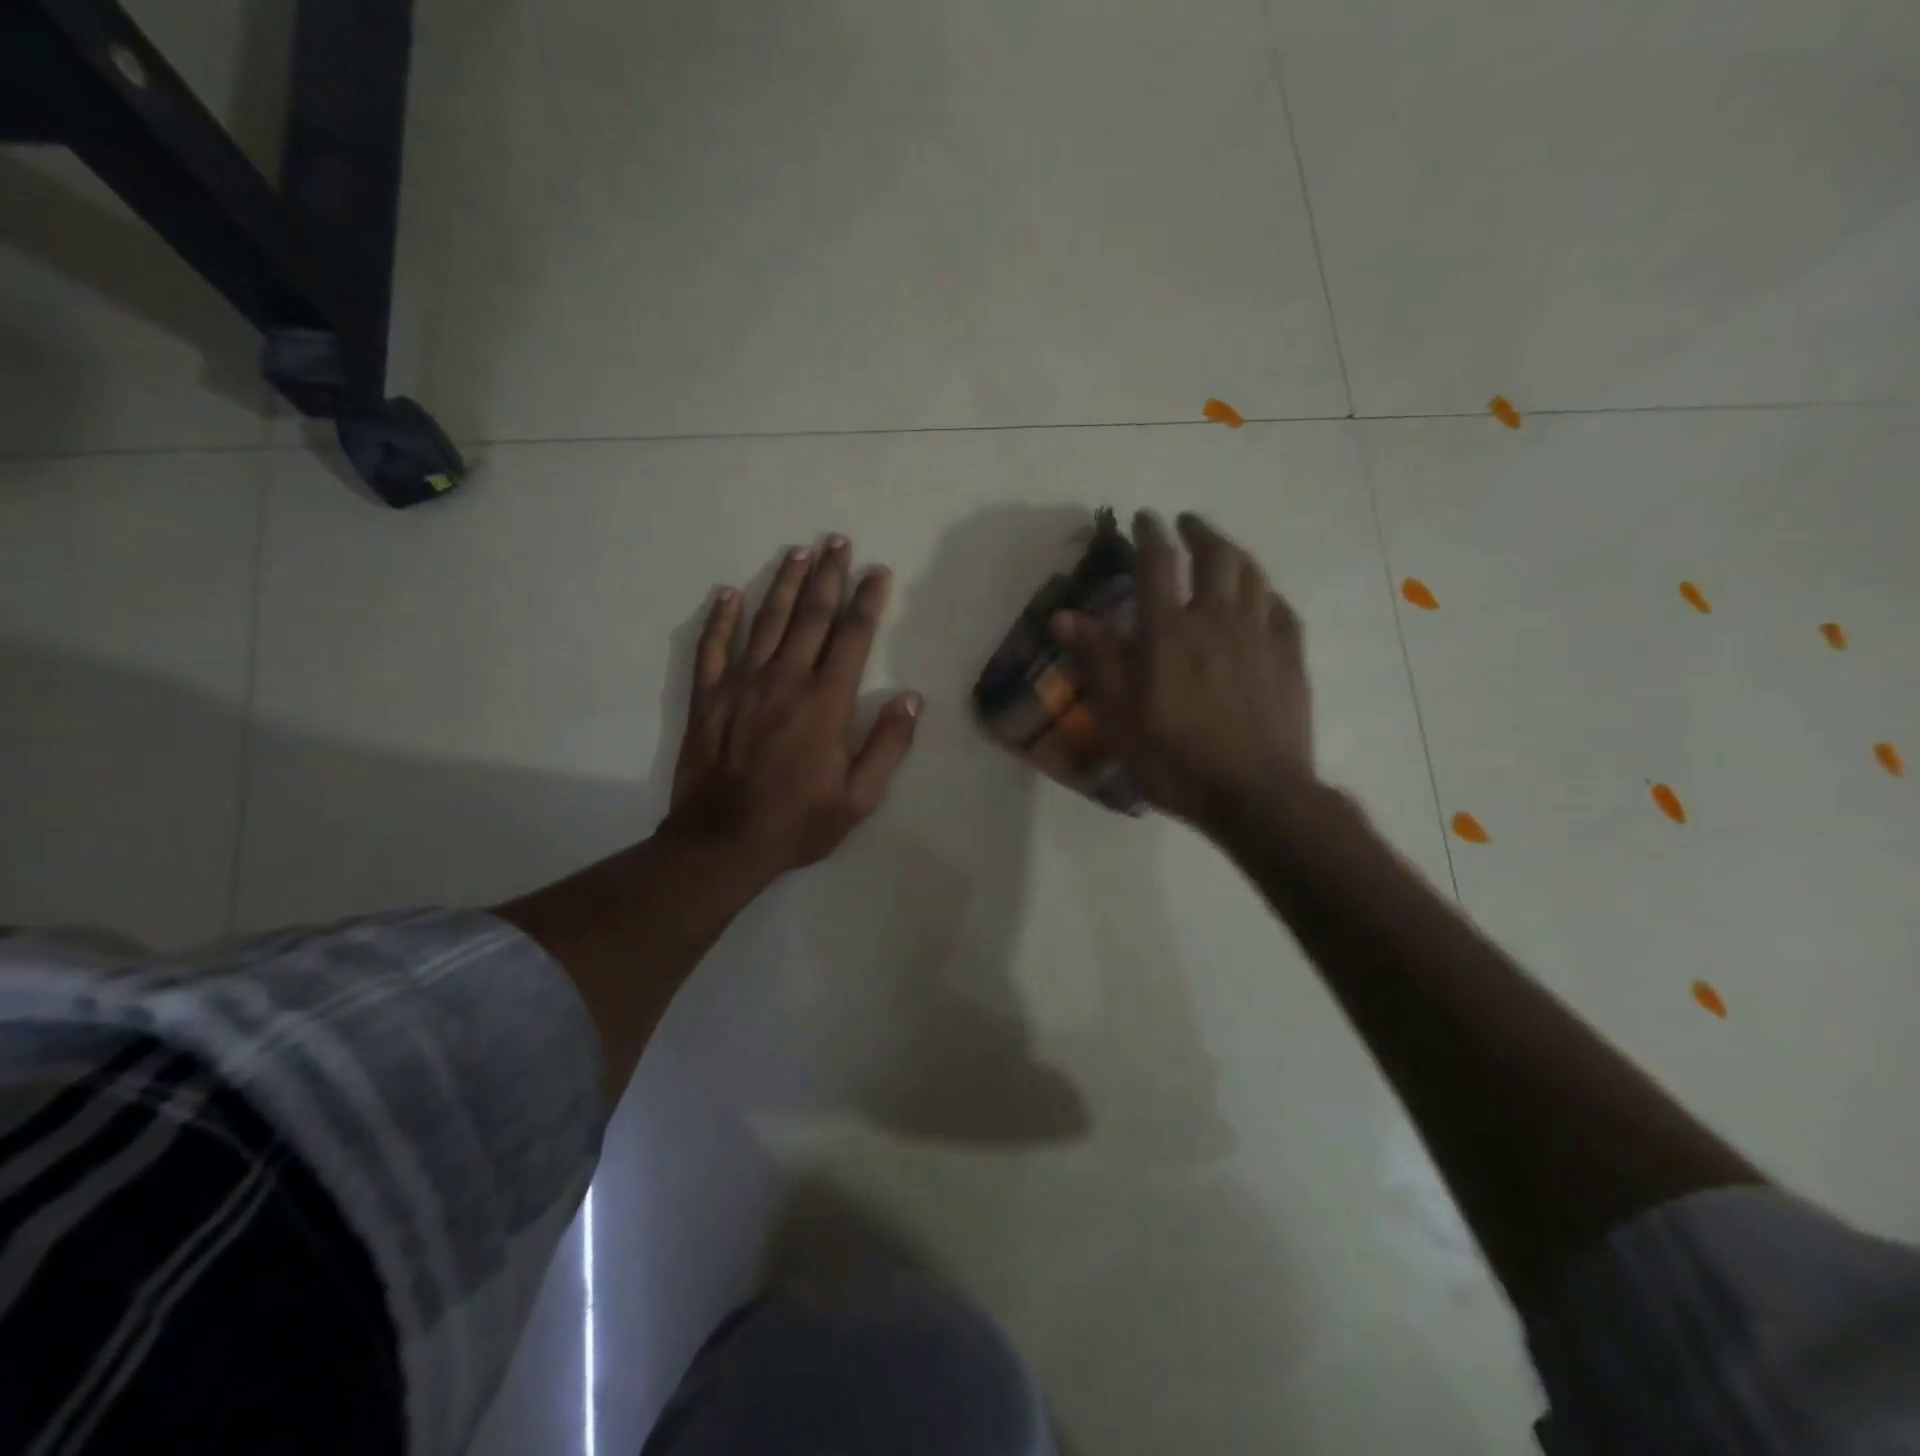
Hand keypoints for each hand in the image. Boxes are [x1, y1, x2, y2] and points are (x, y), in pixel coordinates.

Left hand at [666, 535, 920, 889]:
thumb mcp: (859, 798)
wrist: (723, 842)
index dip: (868, 601)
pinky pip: (712, 648)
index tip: (878, 571)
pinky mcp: (707, 697)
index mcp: (826, 702)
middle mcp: (785, 680)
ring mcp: (741, 684)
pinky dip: (719, 619)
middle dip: (828, 575)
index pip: (853, 637)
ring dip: (783, 583)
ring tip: (798, 552)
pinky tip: (727, 594)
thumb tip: (912, 698)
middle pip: (811, 616)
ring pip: (766, 621)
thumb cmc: (798, 822)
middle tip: (837, 540)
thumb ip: (888, 745)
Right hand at [1052, 511, 1313, 835]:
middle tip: (1186, 523)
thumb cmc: (1175, 760)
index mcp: (1168, 631)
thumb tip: (1064, 614)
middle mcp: (1216, 618)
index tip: (1144, 518)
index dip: (1149, 533)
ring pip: (1251, 573)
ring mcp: (1259, 634)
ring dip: (1233, 551)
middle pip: (1214, 555)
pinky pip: (1280, 607)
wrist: (1255, 795)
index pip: (1157, 563)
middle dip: (1197, 531)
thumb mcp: (1117, 716)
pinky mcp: (1290, 656)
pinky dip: (1265, 591)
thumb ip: (1095, 660)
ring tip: (1221, 548)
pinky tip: (1260, 597)